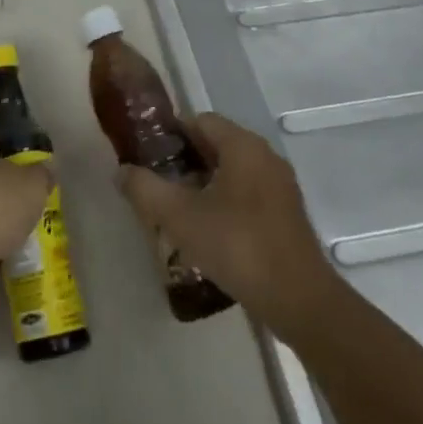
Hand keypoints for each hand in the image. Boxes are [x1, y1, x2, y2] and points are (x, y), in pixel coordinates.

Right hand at [117, 112, 336, 334]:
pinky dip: (223, 203)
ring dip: (202, 185)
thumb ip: (145, 189)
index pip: (198, 121)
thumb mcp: (180, 216)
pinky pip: (246, 195)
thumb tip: (121, 172)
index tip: (147, 158)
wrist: (300, 302)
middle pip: (215, 145)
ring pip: (230, 172)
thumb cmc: (238, 246)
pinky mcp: (286, 215)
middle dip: (183, 162)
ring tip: (175, 212)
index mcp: (242, 145)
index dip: (169, 135)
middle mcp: (264, 156)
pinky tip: (206, 233)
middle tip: (156, 185)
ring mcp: (279, 187)